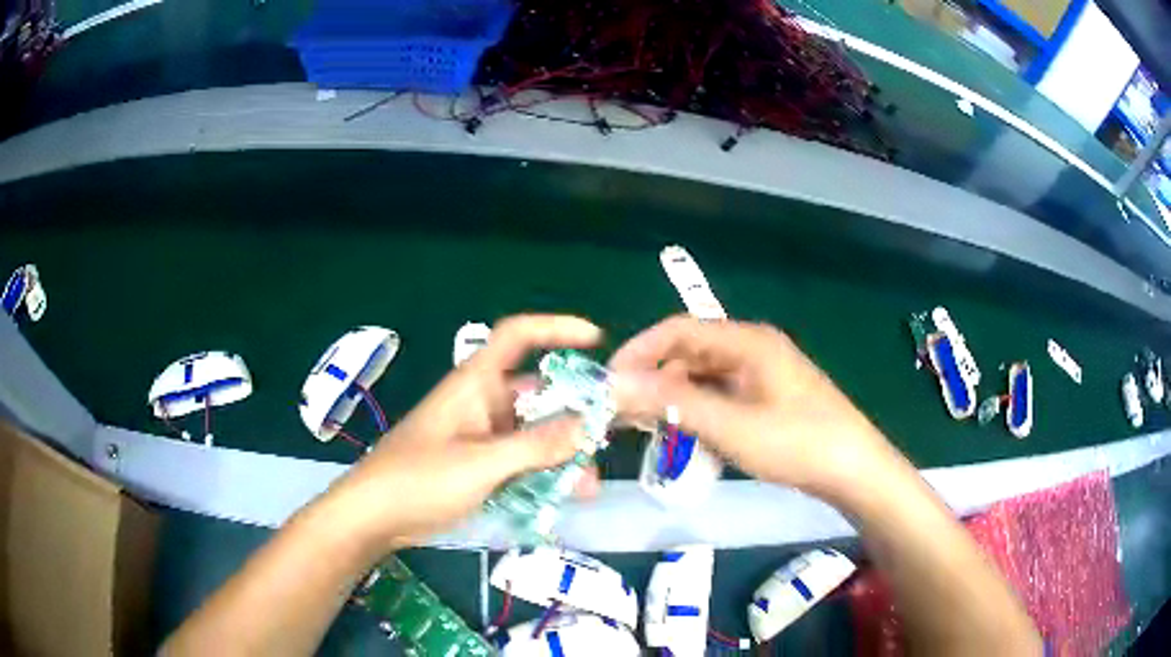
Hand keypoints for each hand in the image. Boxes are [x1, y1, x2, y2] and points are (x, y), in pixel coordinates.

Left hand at [324, 314, 602, 549]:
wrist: (373, 516)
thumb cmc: (418, 480)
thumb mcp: (480, 464)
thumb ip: (535, 446)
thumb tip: (586, 426)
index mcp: (475, 384)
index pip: (517, 336)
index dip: (556, 328)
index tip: (595, 339)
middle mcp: (481, 403)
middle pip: (537, 394)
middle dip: (573, 415)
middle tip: (606, 438)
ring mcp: (480, 436)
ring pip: (533, 434)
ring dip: (561, 455)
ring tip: (587, 486)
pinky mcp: (477, 465)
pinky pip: (520, 460)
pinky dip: (542, 474)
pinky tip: (562, 499)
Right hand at [609, 315, 896, 497]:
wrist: (854, 470)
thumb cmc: (796, 443)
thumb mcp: (729, 426)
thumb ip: (671, 402)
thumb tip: (614, 383)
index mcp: (747, 340)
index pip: (678, 329)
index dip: (639, 351)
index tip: (609, 382)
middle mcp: (753, 348)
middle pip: (690, 352)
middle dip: (655, 379)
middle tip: (626, 413)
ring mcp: (764, 373)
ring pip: (705, 376)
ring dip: (676, 398)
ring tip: (653, 429)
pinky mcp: (770, 396)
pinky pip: (723, 395)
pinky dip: (700, 411)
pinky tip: (691, 437)